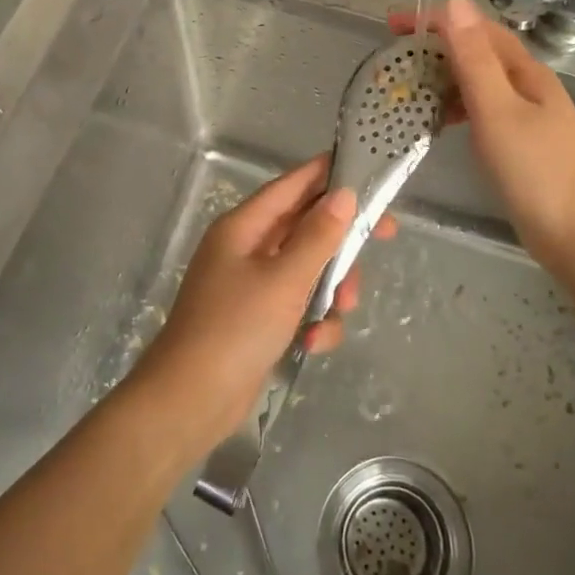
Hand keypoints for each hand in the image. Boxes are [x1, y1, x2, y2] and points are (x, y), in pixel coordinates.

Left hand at [134, 156, 393, 447]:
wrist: (190, 401)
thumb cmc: (235, 329)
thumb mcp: (284, 279)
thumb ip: (318, 236)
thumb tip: (344, 194)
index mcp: (244, 227)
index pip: (292, 185)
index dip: (329, 175)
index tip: (369, 173)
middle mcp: (247, 248)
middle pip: (306, 227)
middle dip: (341, 240)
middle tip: (384, 238)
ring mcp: (252, 285)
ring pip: (309, 268)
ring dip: (331, 288)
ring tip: (340, 310)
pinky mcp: (259, 319)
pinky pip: (298, 305)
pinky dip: (312, 320)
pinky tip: (313, 343)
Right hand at [392, 0, 574, 282]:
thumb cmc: (537, 172)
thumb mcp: (498, 111)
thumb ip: (475, 60)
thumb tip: (456, 2)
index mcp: (525, 72)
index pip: (476, 30)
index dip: (435, 21)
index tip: (392, 25)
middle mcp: (526, 86)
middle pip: (477, 53)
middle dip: (435, 48)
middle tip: (392, 59)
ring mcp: (525, 116)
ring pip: (477, 84)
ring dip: (442, 78)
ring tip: (406, 88)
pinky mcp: (518, 143)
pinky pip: (480, 111)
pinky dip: (454, 108)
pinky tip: (438, 122)